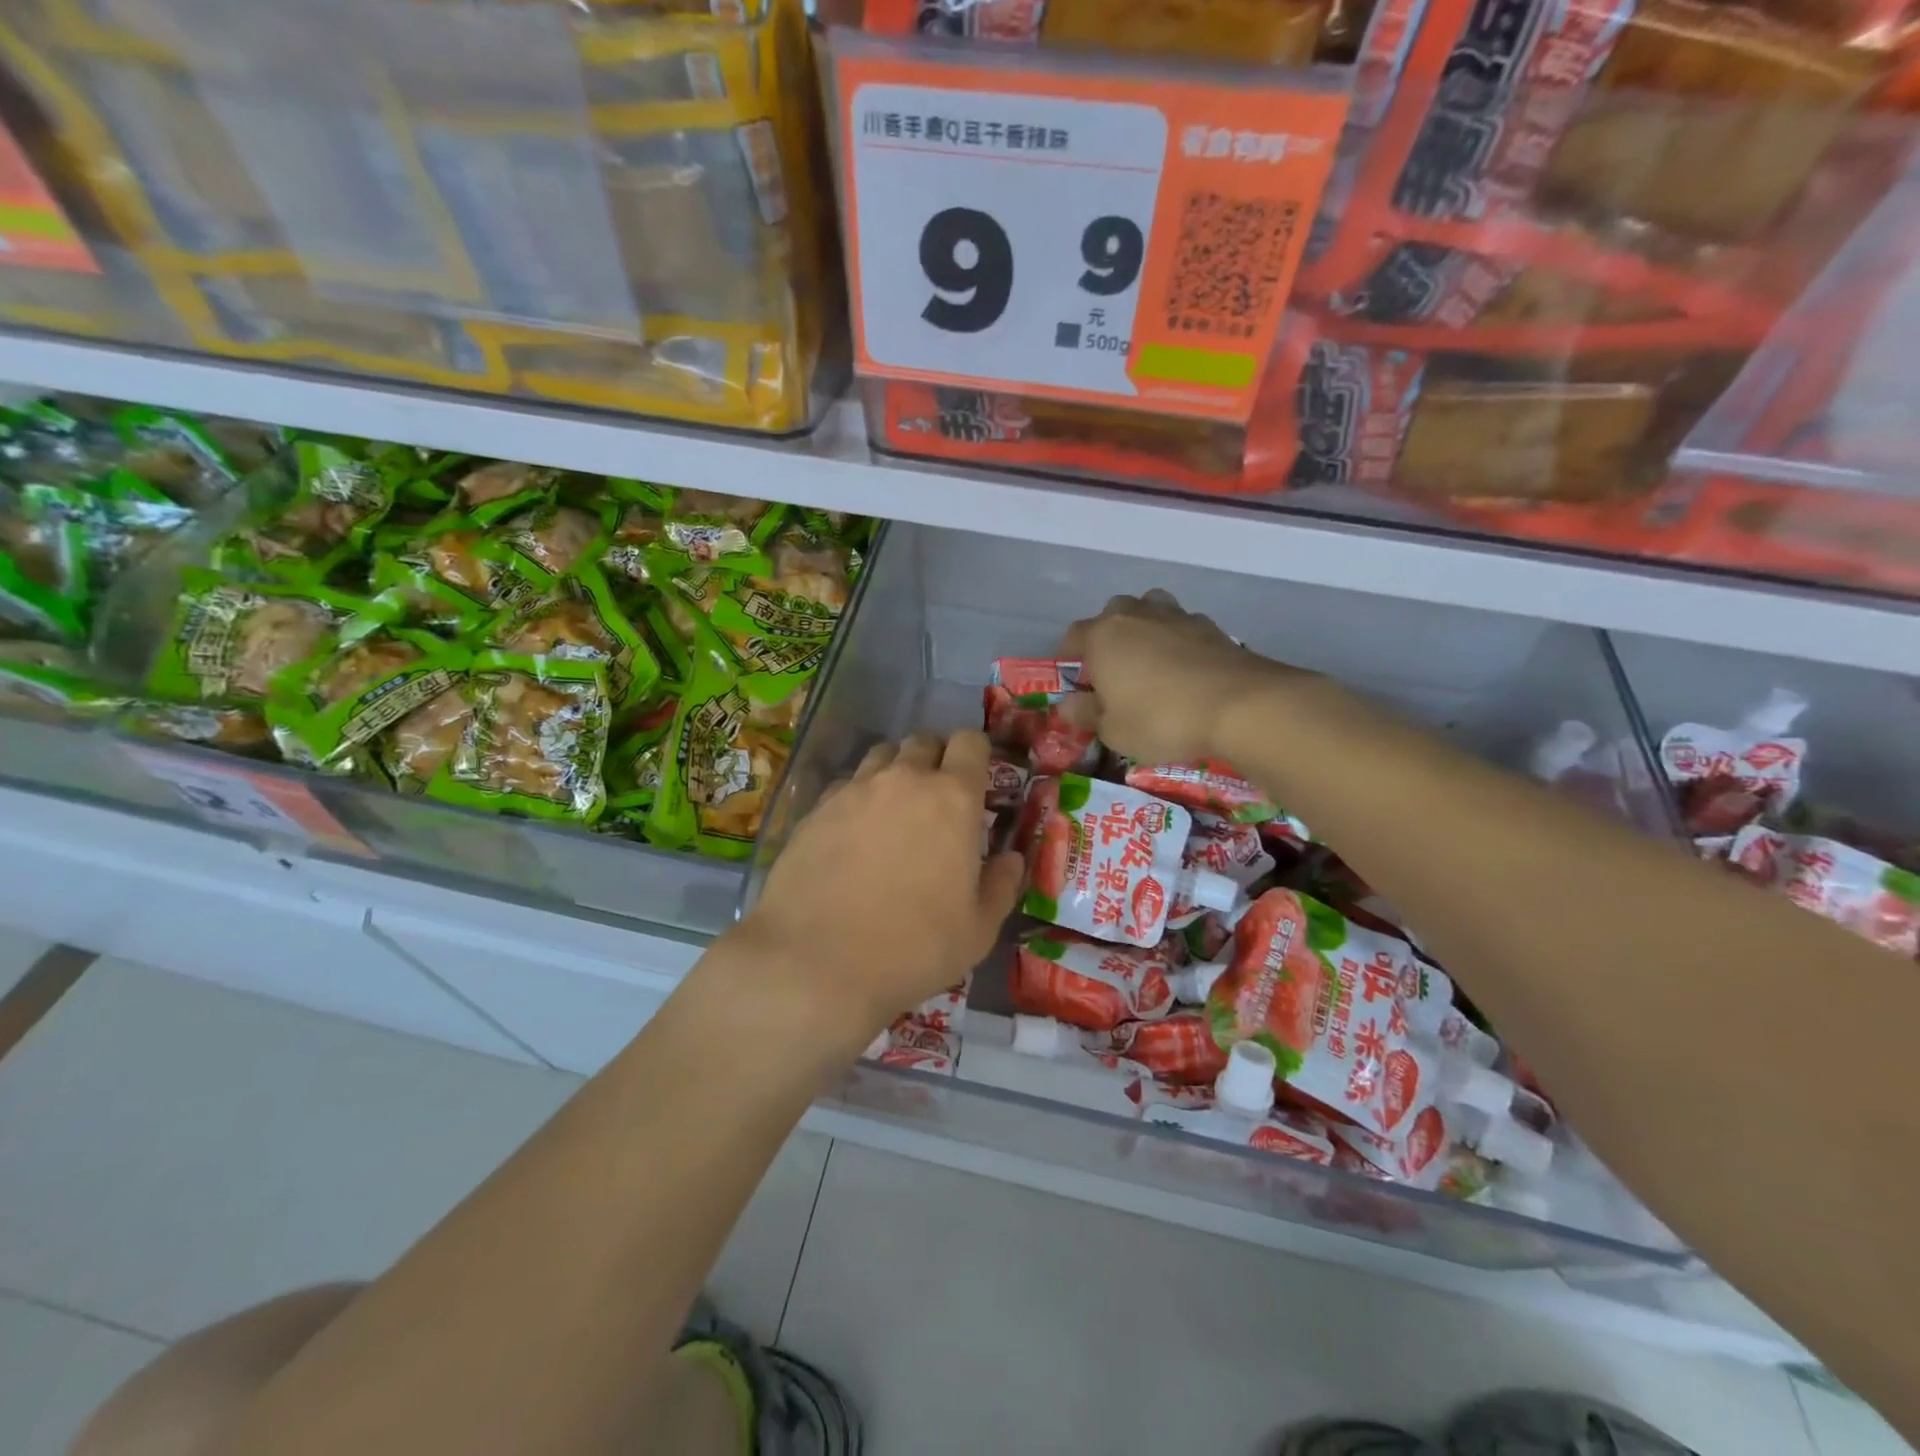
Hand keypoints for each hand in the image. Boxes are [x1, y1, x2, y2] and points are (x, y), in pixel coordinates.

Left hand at [730, 730, 1022, 1049]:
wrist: (815, 962)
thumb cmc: (913, 947)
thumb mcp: (978, 930)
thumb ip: (1001, 885)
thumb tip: (1011, 860)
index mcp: (953, 798)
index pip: (970, 742)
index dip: (976, 753)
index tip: (977, 779)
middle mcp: (903, 780)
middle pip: (923, 742)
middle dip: (935, 758)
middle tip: (937, 797)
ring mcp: (854, 790)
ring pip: (880, 756)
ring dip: (895, 772)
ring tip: (894, 810)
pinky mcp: (815, 809)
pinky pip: (845, 785)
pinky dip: (857, 796)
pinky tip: (853, 832)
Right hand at [1061, 590, 1296, 764]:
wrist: (1239, 706)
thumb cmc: (1161, 719)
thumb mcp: (1113, 730)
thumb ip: (1086, 714)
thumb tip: (1068, 705)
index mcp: (1103, 636)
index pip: (1073, 635)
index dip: (1068, 655)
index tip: (1073, 677)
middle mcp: (1136, 616)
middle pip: (1114, 612)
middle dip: (1109, 634)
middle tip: (1113, 667)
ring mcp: (1177, 617)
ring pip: (1152, 609)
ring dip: (1146, 627)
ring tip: (1151, 659)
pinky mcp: (1212, 628)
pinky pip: (1184, 627)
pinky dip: (1179, 641)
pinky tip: (1186, 668)